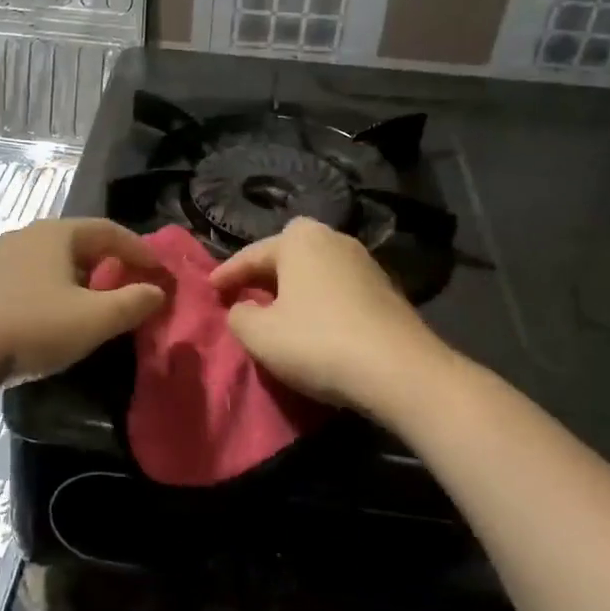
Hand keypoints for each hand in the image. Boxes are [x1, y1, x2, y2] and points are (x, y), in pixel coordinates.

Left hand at [0, 218, 166, 389]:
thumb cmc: (31, 326)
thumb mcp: (92, 320)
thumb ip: (132, 303)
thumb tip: (157, 291)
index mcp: (57, 234)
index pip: (110, 231)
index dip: (140, 250)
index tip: (161, 272)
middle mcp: (27, 235)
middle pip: (80, 242)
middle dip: (110, 262)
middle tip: (131, 285)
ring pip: (52, 261)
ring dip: (80, 278)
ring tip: (95, 303)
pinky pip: (30, 277)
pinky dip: (53, 289)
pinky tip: (53, 315)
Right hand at [208, 217, 443, 414]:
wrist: (400, 371)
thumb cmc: (318, 343)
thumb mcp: (260, 335)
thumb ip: (239, 316)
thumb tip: (243, 308)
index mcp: (300, 239)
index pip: (252, 254)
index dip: (227, 274)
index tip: (210, 289)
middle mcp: (334, 239)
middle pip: (288, 253)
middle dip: (266, 271)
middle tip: (245, 292)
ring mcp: (365, 263)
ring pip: (316, 270)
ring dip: (295, 287)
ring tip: (278, 310)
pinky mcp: (386, 290)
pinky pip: (338, 288)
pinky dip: (320, 300)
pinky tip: (315, 323)